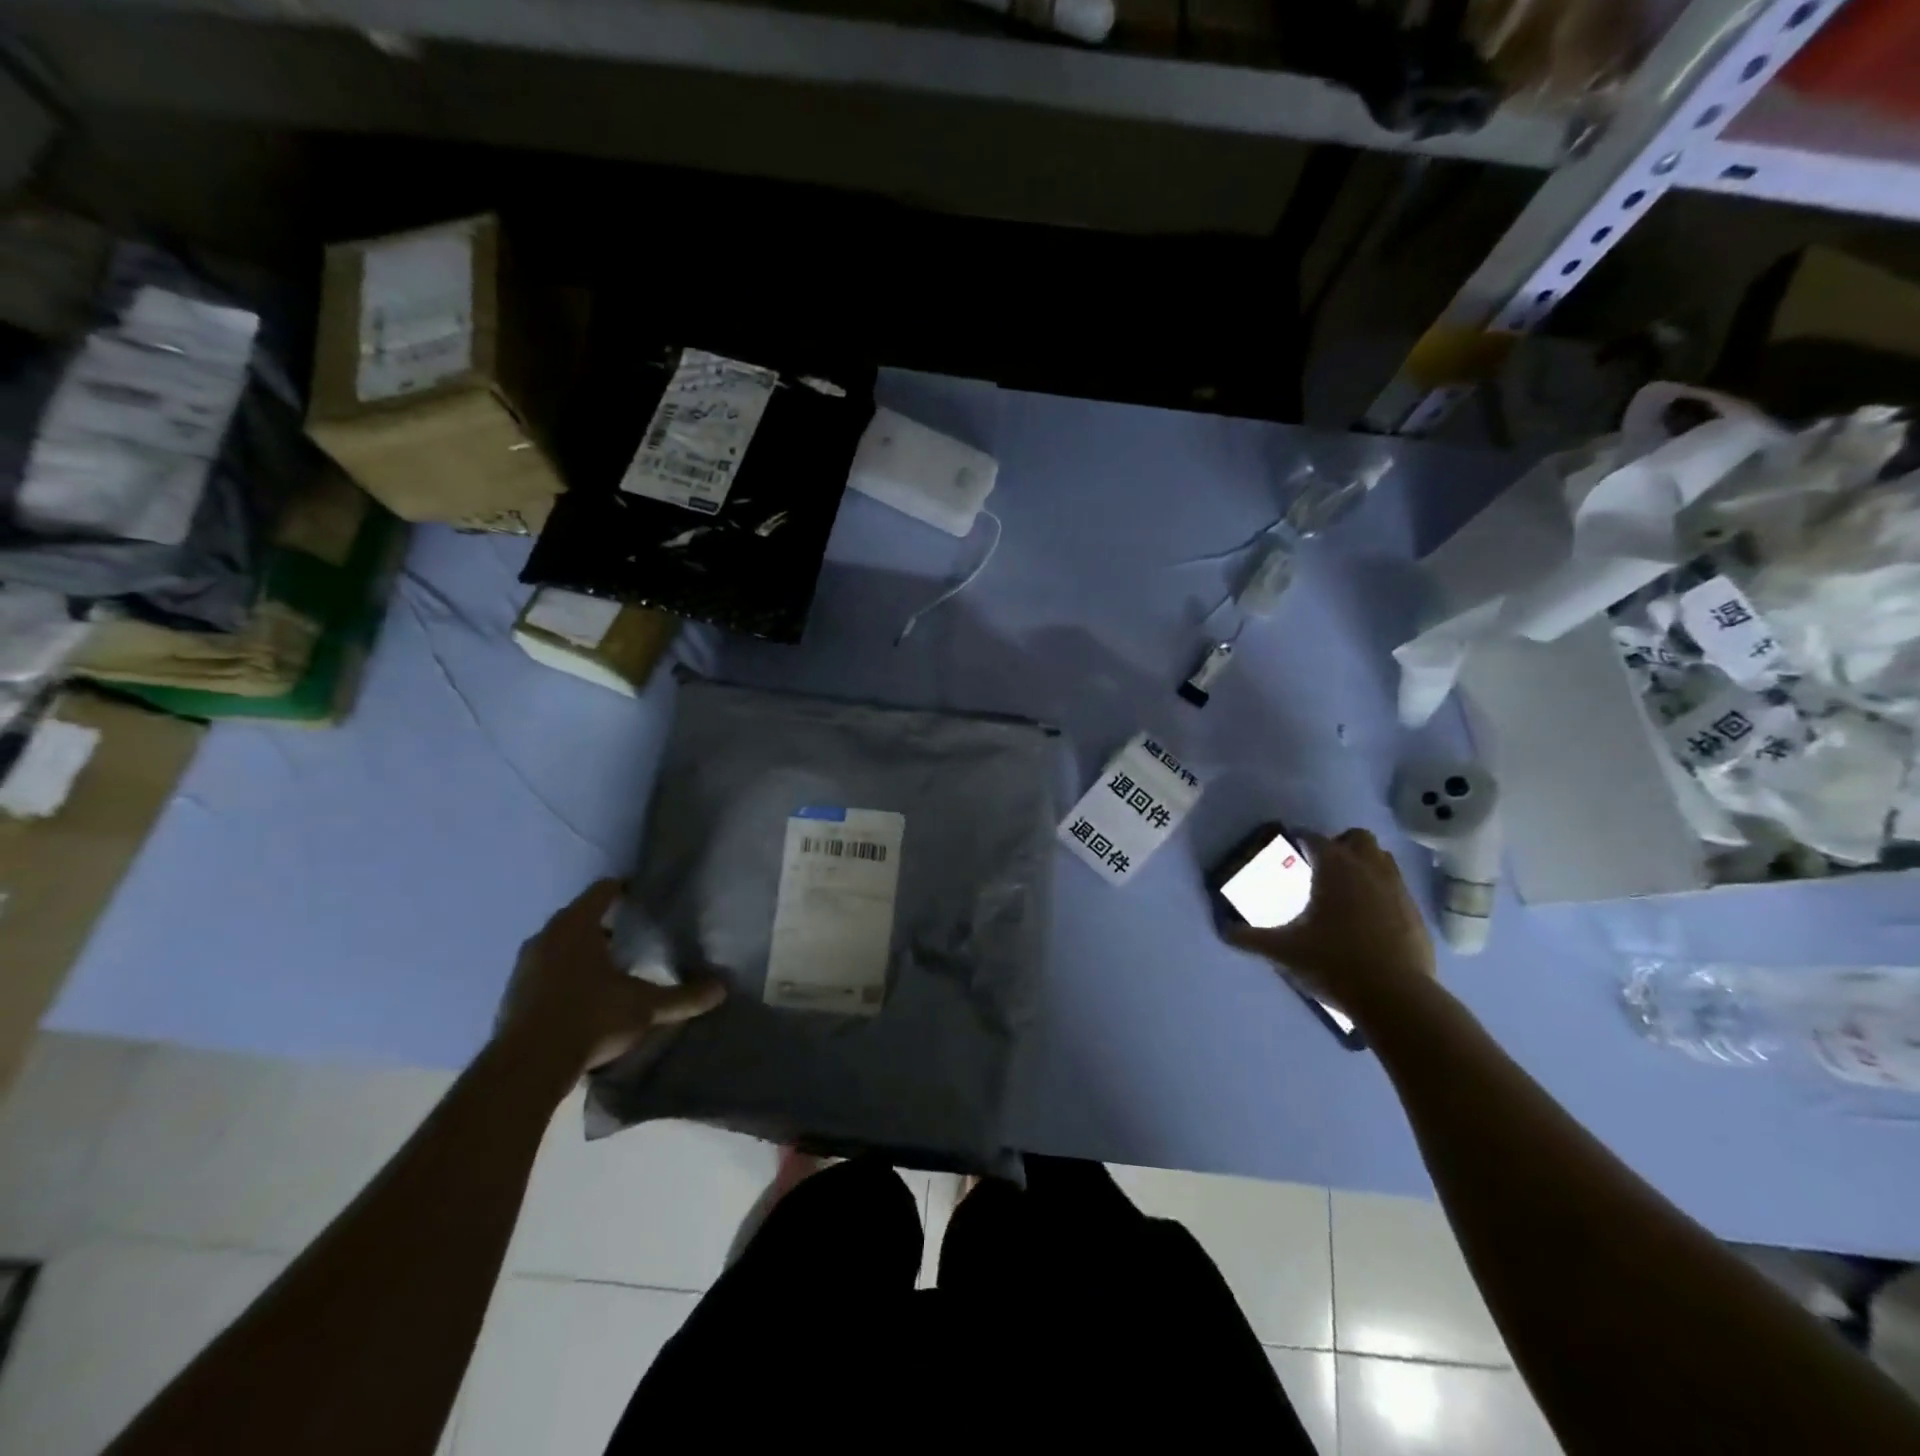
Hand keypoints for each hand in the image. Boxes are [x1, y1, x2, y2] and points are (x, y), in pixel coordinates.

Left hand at [495, 879, 725, 1077]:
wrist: (527, 1068)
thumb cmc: (591, 1017)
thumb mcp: (645, 1006)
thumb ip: (682, 997)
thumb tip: (721, 989)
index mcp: (576, 926)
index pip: (602, 891)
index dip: (624, 890)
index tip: (643, 899)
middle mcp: (545, 938)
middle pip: (578, 917)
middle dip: (604, 924)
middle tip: (632, 936)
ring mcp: (523, 967)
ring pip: (557, 946)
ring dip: (579, 952)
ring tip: (609, 968)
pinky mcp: (511, 997)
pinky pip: (542, 973)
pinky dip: (561, 977)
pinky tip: (581, 999)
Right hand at [1223, 828, 1434, 1018]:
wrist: (1395, 998)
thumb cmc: (1332, 962)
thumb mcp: (1282, 951)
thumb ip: (1250, 938)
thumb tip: (1224, 931)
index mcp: (1334, 868)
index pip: (1314, 838)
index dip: (1300, 838)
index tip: (1290, 845)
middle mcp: (1368, 869)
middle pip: (1357, 838)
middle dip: (1340, 845)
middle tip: (1322, 866)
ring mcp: (1398, 891)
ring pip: (1383, 860)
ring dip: (1365, 865)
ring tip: (1346, 888)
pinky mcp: (1416, 915)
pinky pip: (1397, 890)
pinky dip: (1382, 894)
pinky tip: (1369, 919)